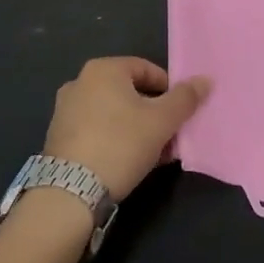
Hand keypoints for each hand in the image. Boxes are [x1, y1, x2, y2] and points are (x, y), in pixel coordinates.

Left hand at [42, 58, 209, 199]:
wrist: (69, 193)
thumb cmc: (120, 144)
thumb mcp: (162, 121)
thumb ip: (185, 98)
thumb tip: (206, 80)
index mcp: (103, 69)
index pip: (146, 69)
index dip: (168, 90)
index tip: (180, 113)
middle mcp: (80, 82)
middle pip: (129, 92)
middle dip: (153, 113)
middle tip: (169, 136)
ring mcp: (65, 110)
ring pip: (113, 113)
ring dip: (136, 128)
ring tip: (153, 154)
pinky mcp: (57, 138)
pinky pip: (96, 130)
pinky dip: (114, 140)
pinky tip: (128, 163)